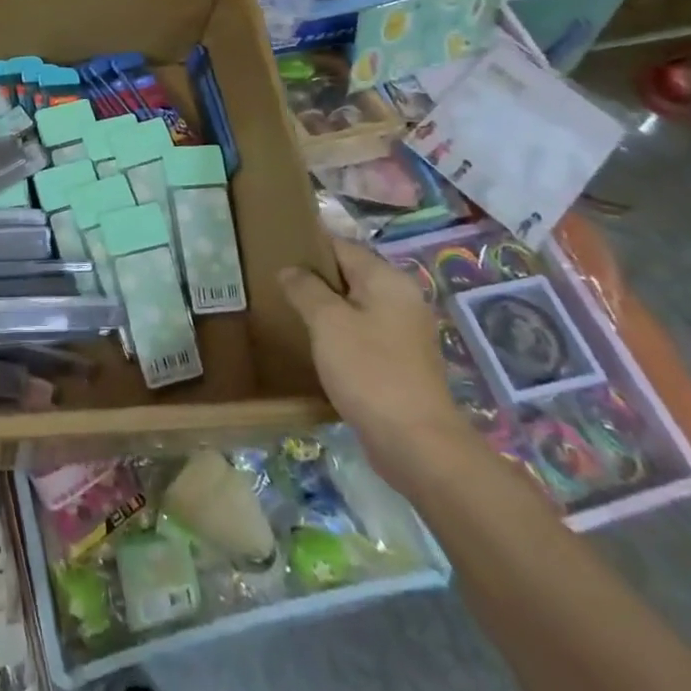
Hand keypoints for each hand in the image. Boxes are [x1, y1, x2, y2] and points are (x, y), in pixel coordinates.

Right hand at [281, 241, 480, 494]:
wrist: (416, 444)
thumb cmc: (369, 371)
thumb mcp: (327, 322)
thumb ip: (305, 288)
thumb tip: (290, 270)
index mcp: (387, 280)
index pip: (341, 246)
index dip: (307, 246)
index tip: (274, 251)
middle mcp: (401, 299)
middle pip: (349, 274)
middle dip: (314, 278)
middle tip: (274, 282)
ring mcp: (404, 332)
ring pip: (355, 305)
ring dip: (325, 307)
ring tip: (288, 310)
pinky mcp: (400, 362)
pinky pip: (362, 332)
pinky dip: (339, 332)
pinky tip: (314, 343)